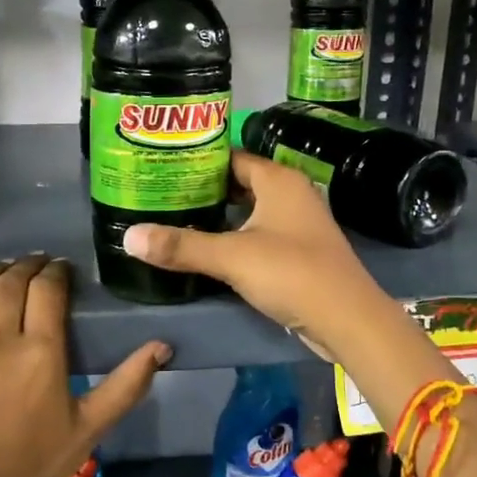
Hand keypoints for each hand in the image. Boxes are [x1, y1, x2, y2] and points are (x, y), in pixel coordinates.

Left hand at [0, 255, 168, 476]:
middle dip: (27, 266)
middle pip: (11, 280)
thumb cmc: (33, 466)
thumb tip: (162, 346)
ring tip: (1, 274)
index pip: (48, 288)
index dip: (56, 271)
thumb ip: (127, 384)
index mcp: (40, 352)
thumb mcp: (89, 429)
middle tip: (35, 266)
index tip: (61, 270)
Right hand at [121, 150, 396, 366]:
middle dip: (203, 189)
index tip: (162, 166)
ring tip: (176, 218)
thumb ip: (181, 246)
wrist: (348, 320)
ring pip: (250, 210)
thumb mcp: (231, 257)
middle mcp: (290, 193)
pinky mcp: (299, 250)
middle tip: (161, 194)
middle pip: (239, 182)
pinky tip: (208, 248)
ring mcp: (298, 223)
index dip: (198, 160)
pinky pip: (259, 233)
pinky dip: (235, 236)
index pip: (231, 156)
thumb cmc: (292, 273)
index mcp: (278, 180)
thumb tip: (128, 236)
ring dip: (219, 215)